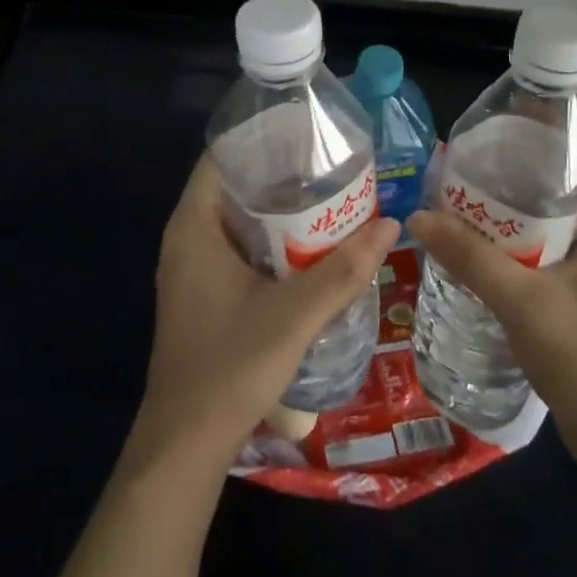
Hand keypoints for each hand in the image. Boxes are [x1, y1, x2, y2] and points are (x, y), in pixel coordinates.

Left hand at [127, 155, 398, 471]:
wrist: (186, 441)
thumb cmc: (231, 365)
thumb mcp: (295, 315)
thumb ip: (344, 270)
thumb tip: (390, 225)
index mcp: (194, 225)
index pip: (222, 157)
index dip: (263, 139)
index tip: (308, 135)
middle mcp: (186, 237)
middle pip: (233, 186)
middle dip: (280, 175)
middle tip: (331, 167)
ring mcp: (190, 267)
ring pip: (236, 220)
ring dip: (277, 211)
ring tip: (328, 199)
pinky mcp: (200, 292)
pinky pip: (235, 247)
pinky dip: (268, 240)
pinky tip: (307, 248)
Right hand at [406, 139, 576, 446]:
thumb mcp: (523, 302)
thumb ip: (470, 257)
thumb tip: (418, 216)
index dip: (566, 124)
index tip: (517, 113)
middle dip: (533, 160)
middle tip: (482, 150)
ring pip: (566, 214)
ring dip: (526, 199)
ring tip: (477, 185)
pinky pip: (558, 245)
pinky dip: (527, 233)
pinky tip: (489, 238)